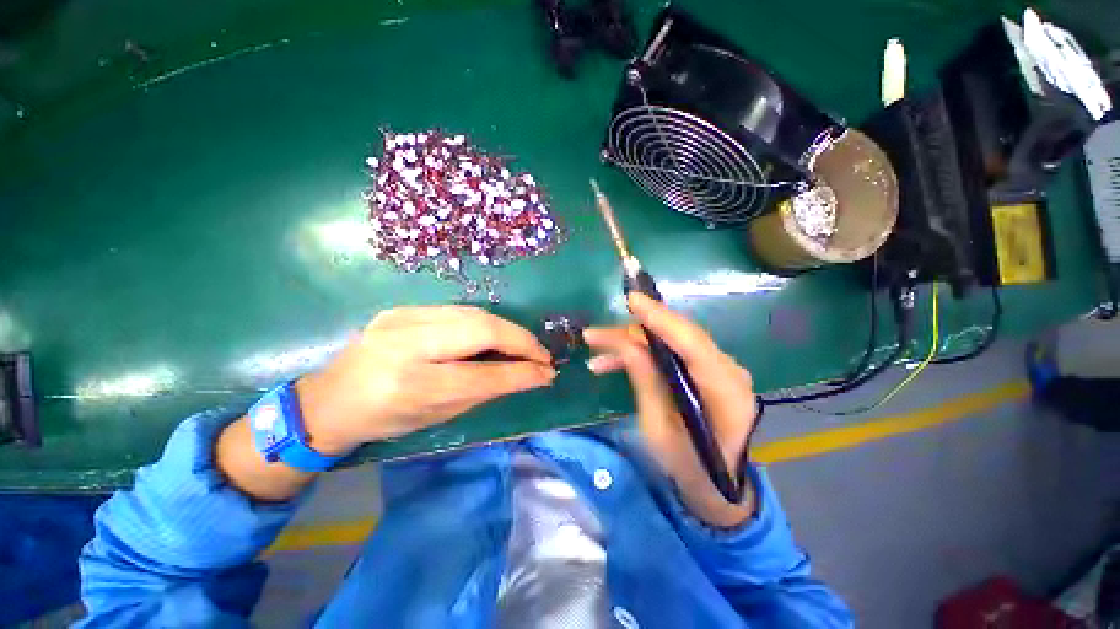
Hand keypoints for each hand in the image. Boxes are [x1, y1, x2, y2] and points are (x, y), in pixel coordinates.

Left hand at [296, 305, 556, 454]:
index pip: (482, 375)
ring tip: (524, 345)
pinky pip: (458, 311)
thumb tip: (525, 376)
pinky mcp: (403, 309)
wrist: (328, 399)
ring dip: (507, 329)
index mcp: (411, 385)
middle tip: (541, 355)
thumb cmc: (385, 420)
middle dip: (521, 340)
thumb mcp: (436, 416)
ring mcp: (402, 319)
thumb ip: (483, 392)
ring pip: (474, 314)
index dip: (521, 373)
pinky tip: (496, 335)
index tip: (547, 373)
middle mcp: (406, 344)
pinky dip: (486, 323)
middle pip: (481, 329)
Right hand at [583, 293, 759, 526]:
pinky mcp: (705, 368)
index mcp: (725, 391)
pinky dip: (643, 352)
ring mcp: (718, 367)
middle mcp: (728, 370)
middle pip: (677, 336)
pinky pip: (671, 350)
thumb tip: (627, 345)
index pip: (693, 344)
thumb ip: (646, 382)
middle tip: (594, 337)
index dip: (661, 319)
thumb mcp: (658, 429)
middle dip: (633, 333)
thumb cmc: (688, 467)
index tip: (632, 300)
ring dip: (632, 344)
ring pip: (670, 341)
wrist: (716, 484)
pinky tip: (614, 362)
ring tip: (597, 358)